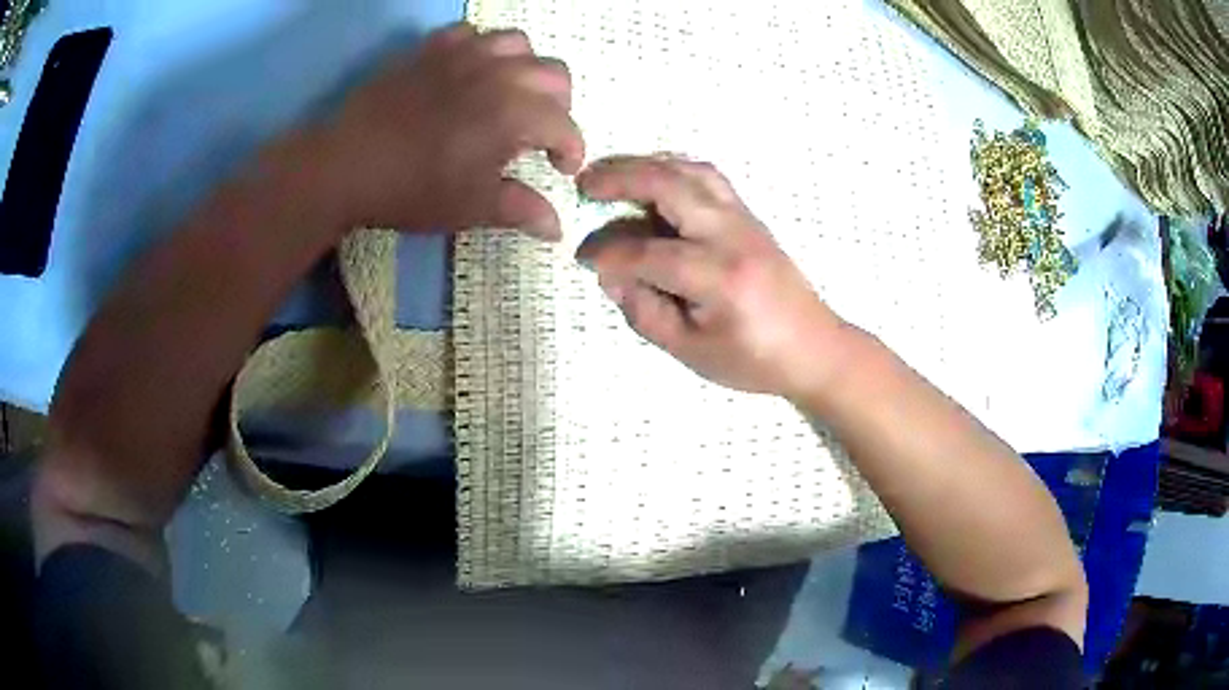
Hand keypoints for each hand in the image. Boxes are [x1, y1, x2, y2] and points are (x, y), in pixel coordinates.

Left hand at [314, 23, 583, 237]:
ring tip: (509, 93)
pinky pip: (470, 32)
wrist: (346, 165)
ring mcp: (463, 54)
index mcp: (514, 113)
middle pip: (555, 73)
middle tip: (539, 132)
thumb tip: (557, 227)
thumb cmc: (412, 189)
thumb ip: (520, 210)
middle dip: (558, 105)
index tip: (562, 169)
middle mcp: (498, 73)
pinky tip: (469, 71)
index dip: (572, 149)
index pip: (565, 126)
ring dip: (526, 68)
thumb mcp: (471, 207)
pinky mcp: (431, 49)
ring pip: (518, 43)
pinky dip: (481, 48)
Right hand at [577, 155, 851, 399]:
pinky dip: (673, 169)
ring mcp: (745, 219)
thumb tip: (611, 275)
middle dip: (620, 179)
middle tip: (584, 183)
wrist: (815, 347)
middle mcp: (732, 236)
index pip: (647, 252)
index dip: (609, 254)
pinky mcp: (750, 216)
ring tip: (612, 173)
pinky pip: (707, 177)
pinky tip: (653, 178)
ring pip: (690, 170)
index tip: (583, 258)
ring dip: (646, 165)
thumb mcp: (692, 351)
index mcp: (719, 277)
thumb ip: (645, 312)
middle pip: (669, 186)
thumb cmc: (754, 359)